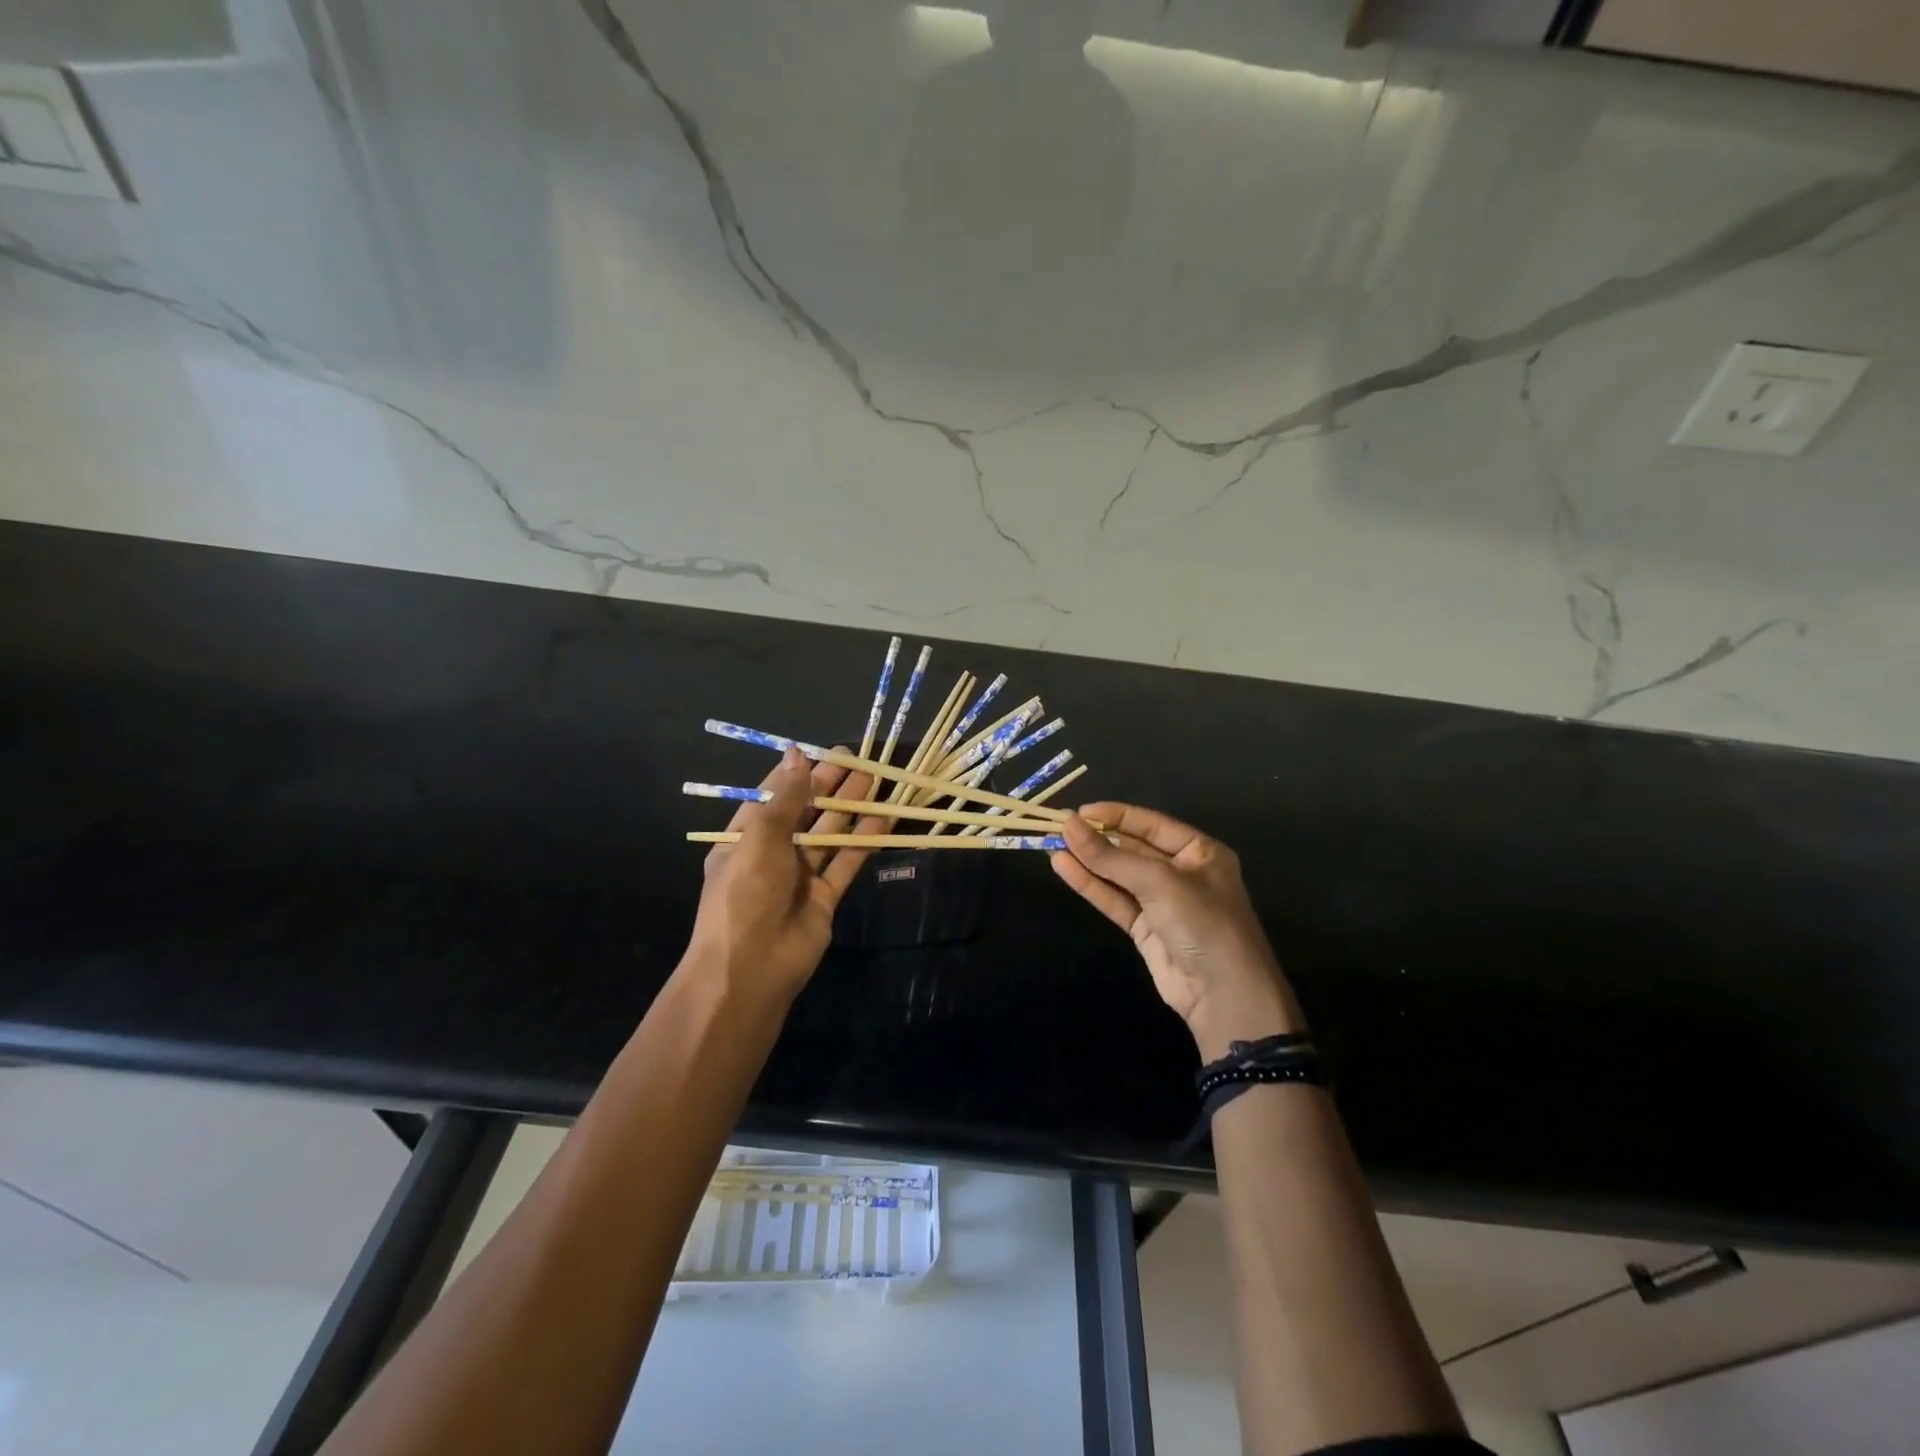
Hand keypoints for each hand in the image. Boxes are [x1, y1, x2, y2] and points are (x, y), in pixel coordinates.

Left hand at [686, 746, 888, 1004]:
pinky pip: (846, 863)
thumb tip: (797, 754)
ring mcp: (800, 876)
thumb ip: (785, 797)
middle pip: (806, 811)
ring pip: (830, 834)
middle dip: (832, 786)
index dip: (800, 773)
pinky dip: (863, 842)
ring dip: (851, 808)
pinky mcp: (825, 897)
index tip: (826, 752)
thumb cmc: (746, 893)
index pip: (774, 796)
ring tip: (877, 780)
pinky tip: (883, 821)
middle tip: (861, 760)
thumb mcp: (760, 837)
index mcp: (745, 837)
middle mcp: (773, 853)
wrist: (752, 968)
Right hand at [1052, 803, 1303, 1059]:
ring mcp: (1161, 902)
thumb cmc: (1202, 923)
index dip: (1115, 816)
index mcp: (1199, 852)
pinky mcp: (1144, 928)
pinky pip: (1114, 899)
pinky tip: (1063, 867)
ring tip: (1052, 844)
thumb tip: (1069, 824)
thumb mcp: (1159, 882)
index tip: (1079, 812)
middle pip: (1132, 848)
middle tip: (1058, 827)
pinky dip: (1090, 884)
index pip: (1150, 824)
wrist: (1224, 995)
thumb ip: (1111, 856)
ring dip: (1088, 860)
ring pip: (1119, 875)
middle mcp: (1181, 872)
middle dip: (1098, 838)